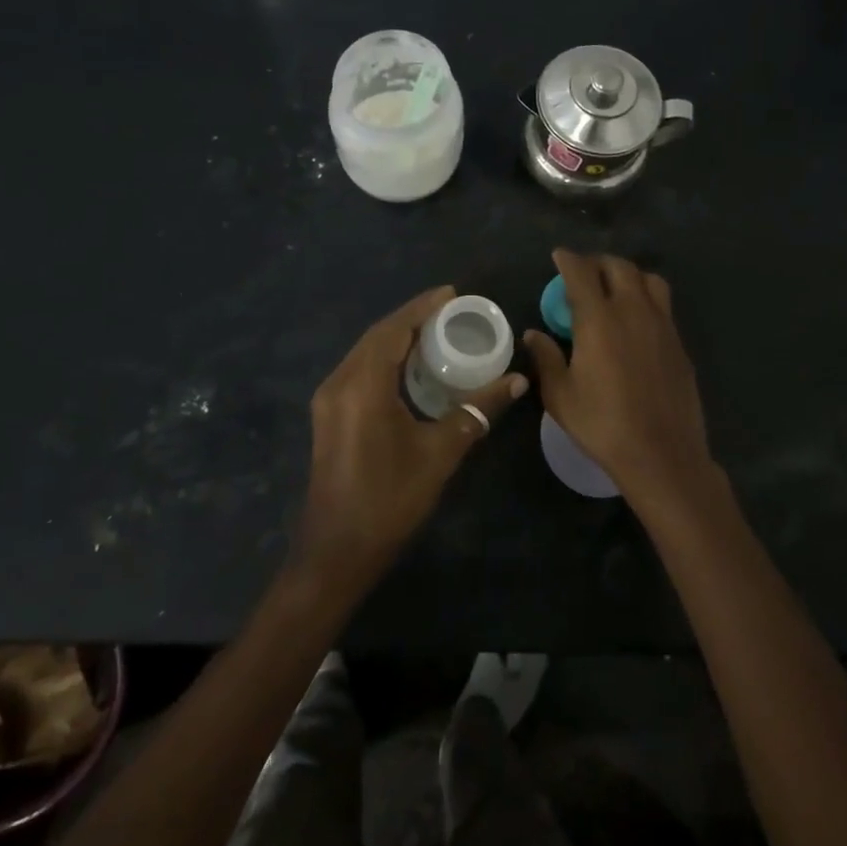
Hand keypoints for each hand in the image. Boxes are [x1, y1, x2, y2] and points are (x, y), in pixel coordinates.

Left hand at [300, 286, 526, 588]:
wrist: (337, 552)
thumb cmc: (390, 499)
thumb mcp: (440, 452)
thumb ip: (478, 411)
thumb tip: (517, 380)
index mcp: (362, 386)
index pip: (392, 330)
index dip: (421, 308)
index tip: (451, 294)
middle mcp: (339, 383)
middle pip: (376, 336)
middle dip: (411, 319)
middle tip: (449, 312)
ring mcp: (329, 400)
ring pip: (365, 353)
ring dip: (396, 338)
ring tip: (435, 332)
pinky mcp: (329, 416)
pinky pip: (359, 371)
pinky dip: (385, 358)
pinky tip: (409, 366)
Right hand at [523, 250, 717, 515]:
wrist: (662, 454)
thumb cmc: (603, 424)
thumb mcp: (561, 396)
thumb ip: (546, 358)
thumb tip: (533, 334)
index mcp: (599, 319)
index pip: (582, 273)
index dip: (568, 260)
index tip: (559, 256)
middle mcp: (633, 311)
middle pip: (619, 267)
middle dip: (599, 262)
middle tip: (584, 273)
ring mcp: (662, 325)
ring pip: (649, 280)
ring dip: (628, 274)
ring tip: (615, 288)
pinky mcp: (679, 343)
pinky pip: (663, 305)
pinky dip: (646, 298)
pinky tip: (636, 321)